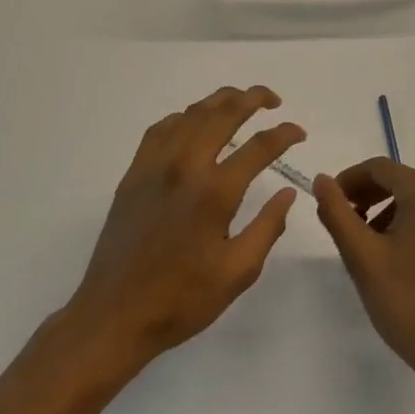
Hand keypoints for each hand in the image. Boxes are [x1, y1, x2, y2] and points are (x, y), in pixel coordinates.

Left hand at [61, 85, 303, 373]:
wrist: (114, 315)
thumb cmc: (181, 299)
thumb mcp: (238, 272)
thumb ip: (268, 227)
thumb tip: (288, 193)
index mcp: (215, 192)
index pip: (260, 146)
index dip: (285, 134)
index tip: (300, 133)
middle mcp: (185, 166)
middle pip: (224, 113)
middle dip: (253, 98)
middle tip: (273, 100)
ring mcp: (155, 165)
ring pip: (192, 113)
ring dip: (220, 100)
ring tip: (240, 101)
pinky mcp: (134, 173)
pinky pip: (161, 128)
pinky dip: (184, 116)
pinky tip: (194, 123)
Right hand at [315, 158, 414, 406]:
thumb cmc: (408, 303)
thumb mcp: (362, 257)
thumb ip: (337, 212)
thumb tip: (322, 180)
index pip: (379, 168)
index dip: (349, 181)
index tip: (331, 204)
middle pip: (403, 181)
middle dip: (371, 197)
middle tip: (348, 224)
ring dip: (394, 212)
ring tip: (374, 245)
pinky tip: (408, 260)